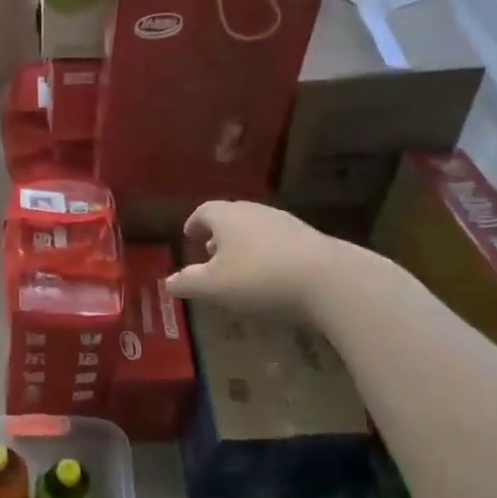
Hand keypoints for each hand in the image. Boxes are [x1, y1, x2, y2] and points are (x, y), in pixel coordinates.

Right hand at [165, 201, 347, 321]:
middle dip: (218, 234)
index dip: (194, 223)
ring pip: (255, 228)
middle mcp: (254, 211)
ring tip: (239, 266)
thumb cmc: (259, 278)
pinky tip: (271, 275)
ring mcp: (285, 222)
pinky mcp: (309, 238)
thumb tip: (167, 282)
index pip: (204, 211)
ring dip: (243, 244)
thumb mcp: (214, 286)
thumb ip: (188, 283)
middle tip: (210, 253)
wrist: (329, 280)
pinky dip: (266, 252)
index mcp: (227, 216)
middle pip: (231, 216)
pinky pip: (278, 241)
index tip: (189, 235)